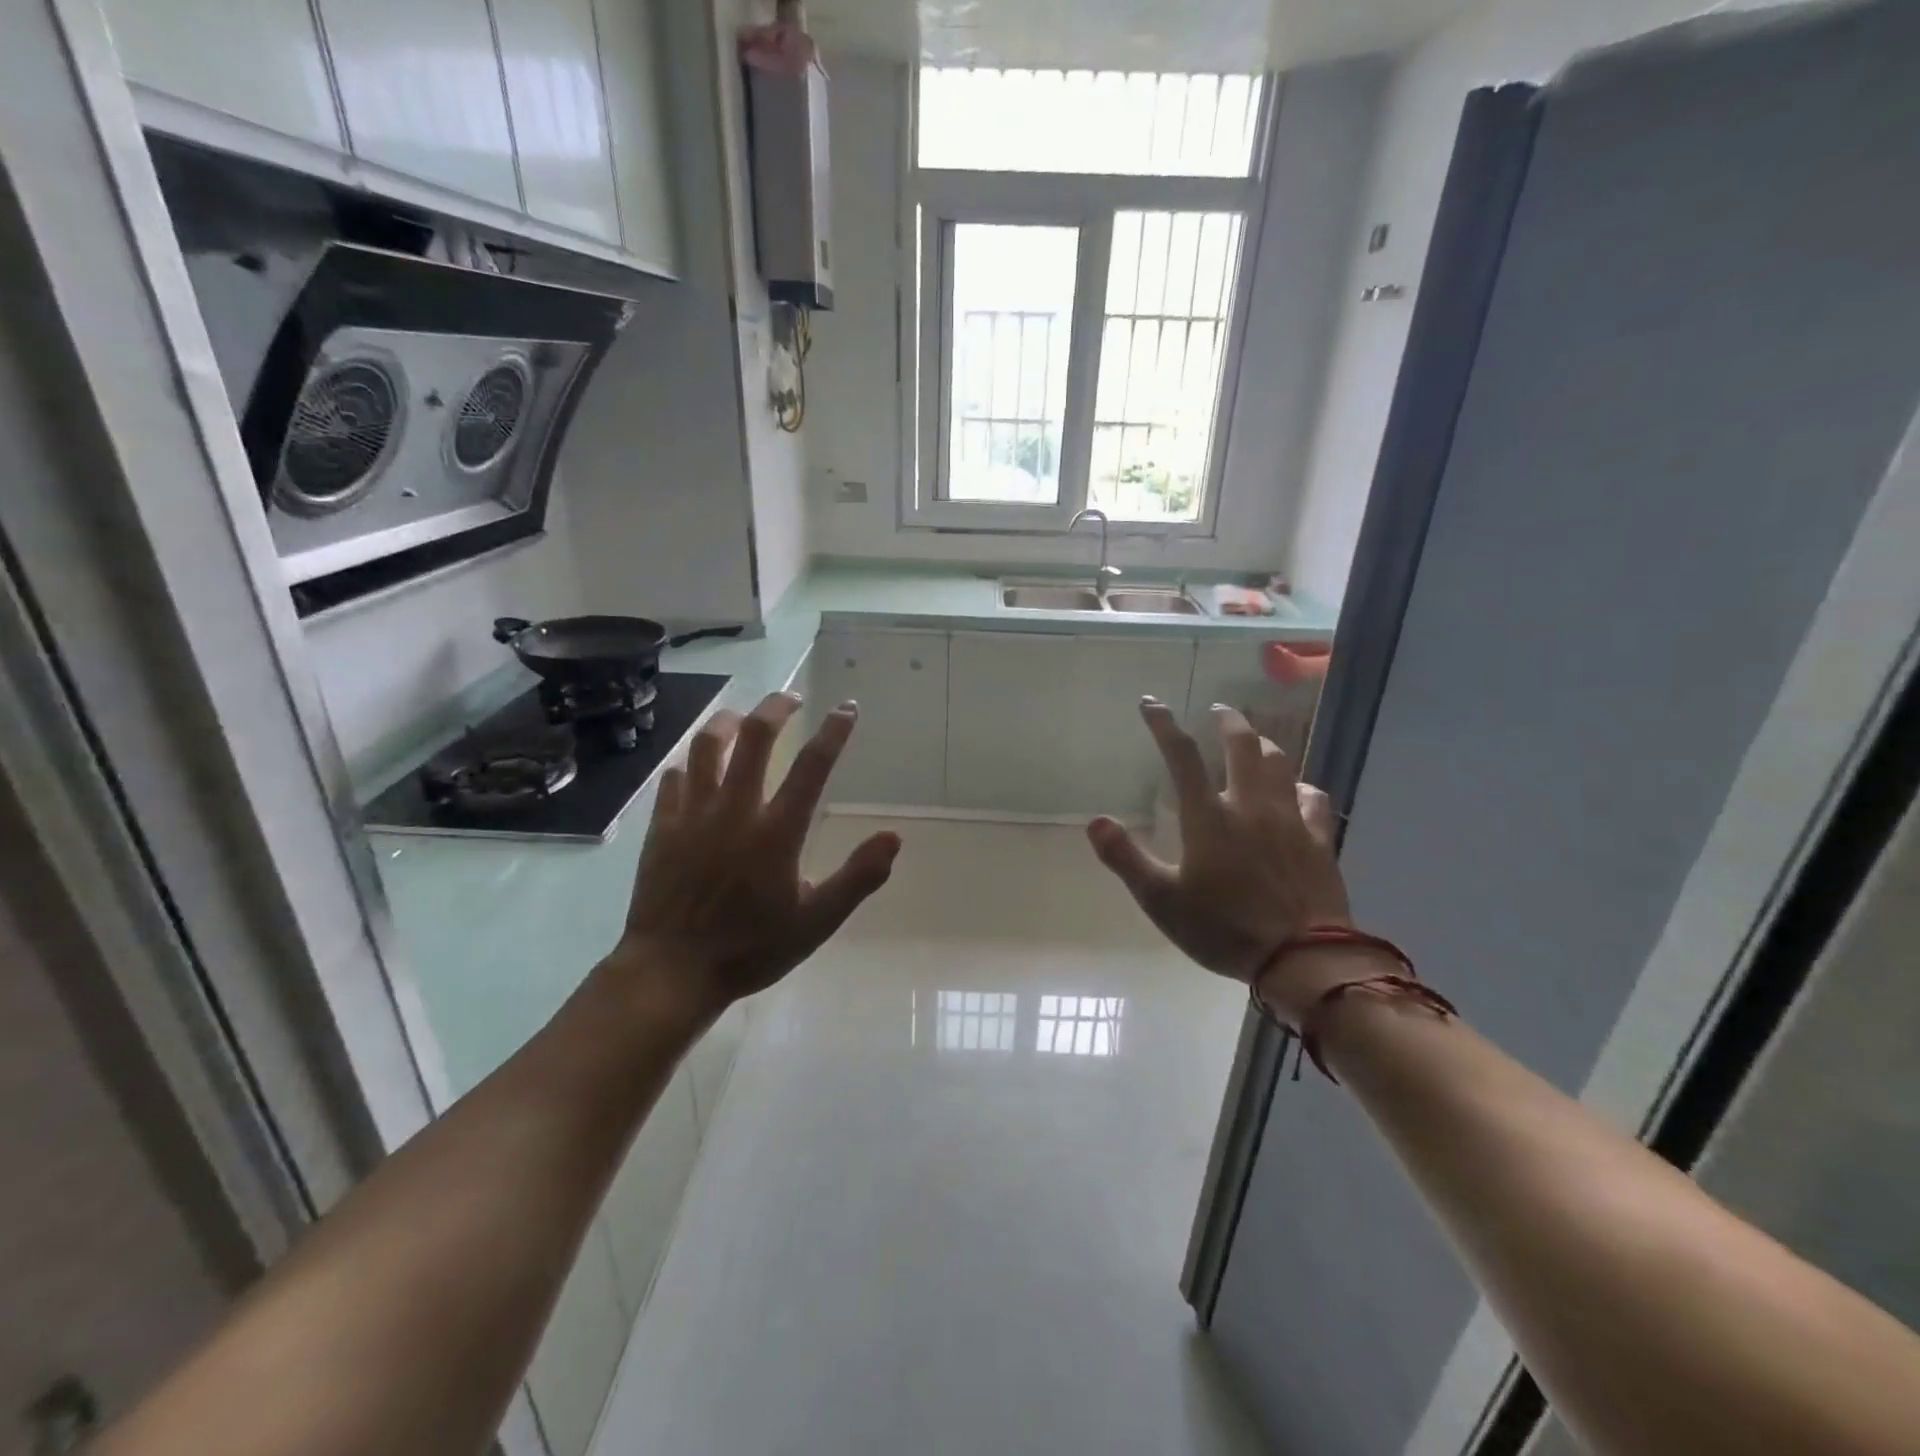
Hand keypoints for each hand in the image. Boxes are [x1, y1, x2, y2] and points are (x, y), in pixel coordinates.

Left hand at [610, 692, 900, 1019]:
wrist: (672, 971)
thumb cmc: (751, 948)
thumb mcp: (817, 922)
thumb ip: (858, 877)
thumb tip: (894, 837)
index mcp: (776, 831)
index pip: (812, 766)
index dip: (834, 732)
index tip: (847, 708)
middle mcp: (734, 810)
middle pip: (754, 737)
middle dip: (775, 708)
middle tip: (790, 698)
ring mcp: (692, 815)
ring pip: (705, 746)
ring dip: (726, 722)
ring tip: (741, 718)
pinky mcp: (661, 827)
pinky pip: (674, 779)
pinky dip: (690, 765)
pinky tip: (696, 769)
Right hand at [1086, 700, 1357, 1022]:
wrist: (1302, 958)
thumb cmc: (1224, 928)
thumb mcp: (1161, 901)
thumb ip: (1126, 859)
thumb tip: (1095, 821)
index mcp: (1208, 817)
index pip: (1182, 757)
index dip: (1164, 725)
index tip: (1151, 703)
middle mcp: (1250, 806)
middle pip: (1243, 746)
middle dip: (1228, 720)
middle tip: (1218, 709)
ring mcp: (1290, 820)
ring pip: (1281, 764)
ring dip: (1265, 745)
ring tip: (1256, 740)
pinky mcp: (1319, 840)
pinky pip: (1314, 800)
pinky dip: (1302, 788)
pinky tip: (1299, 791)